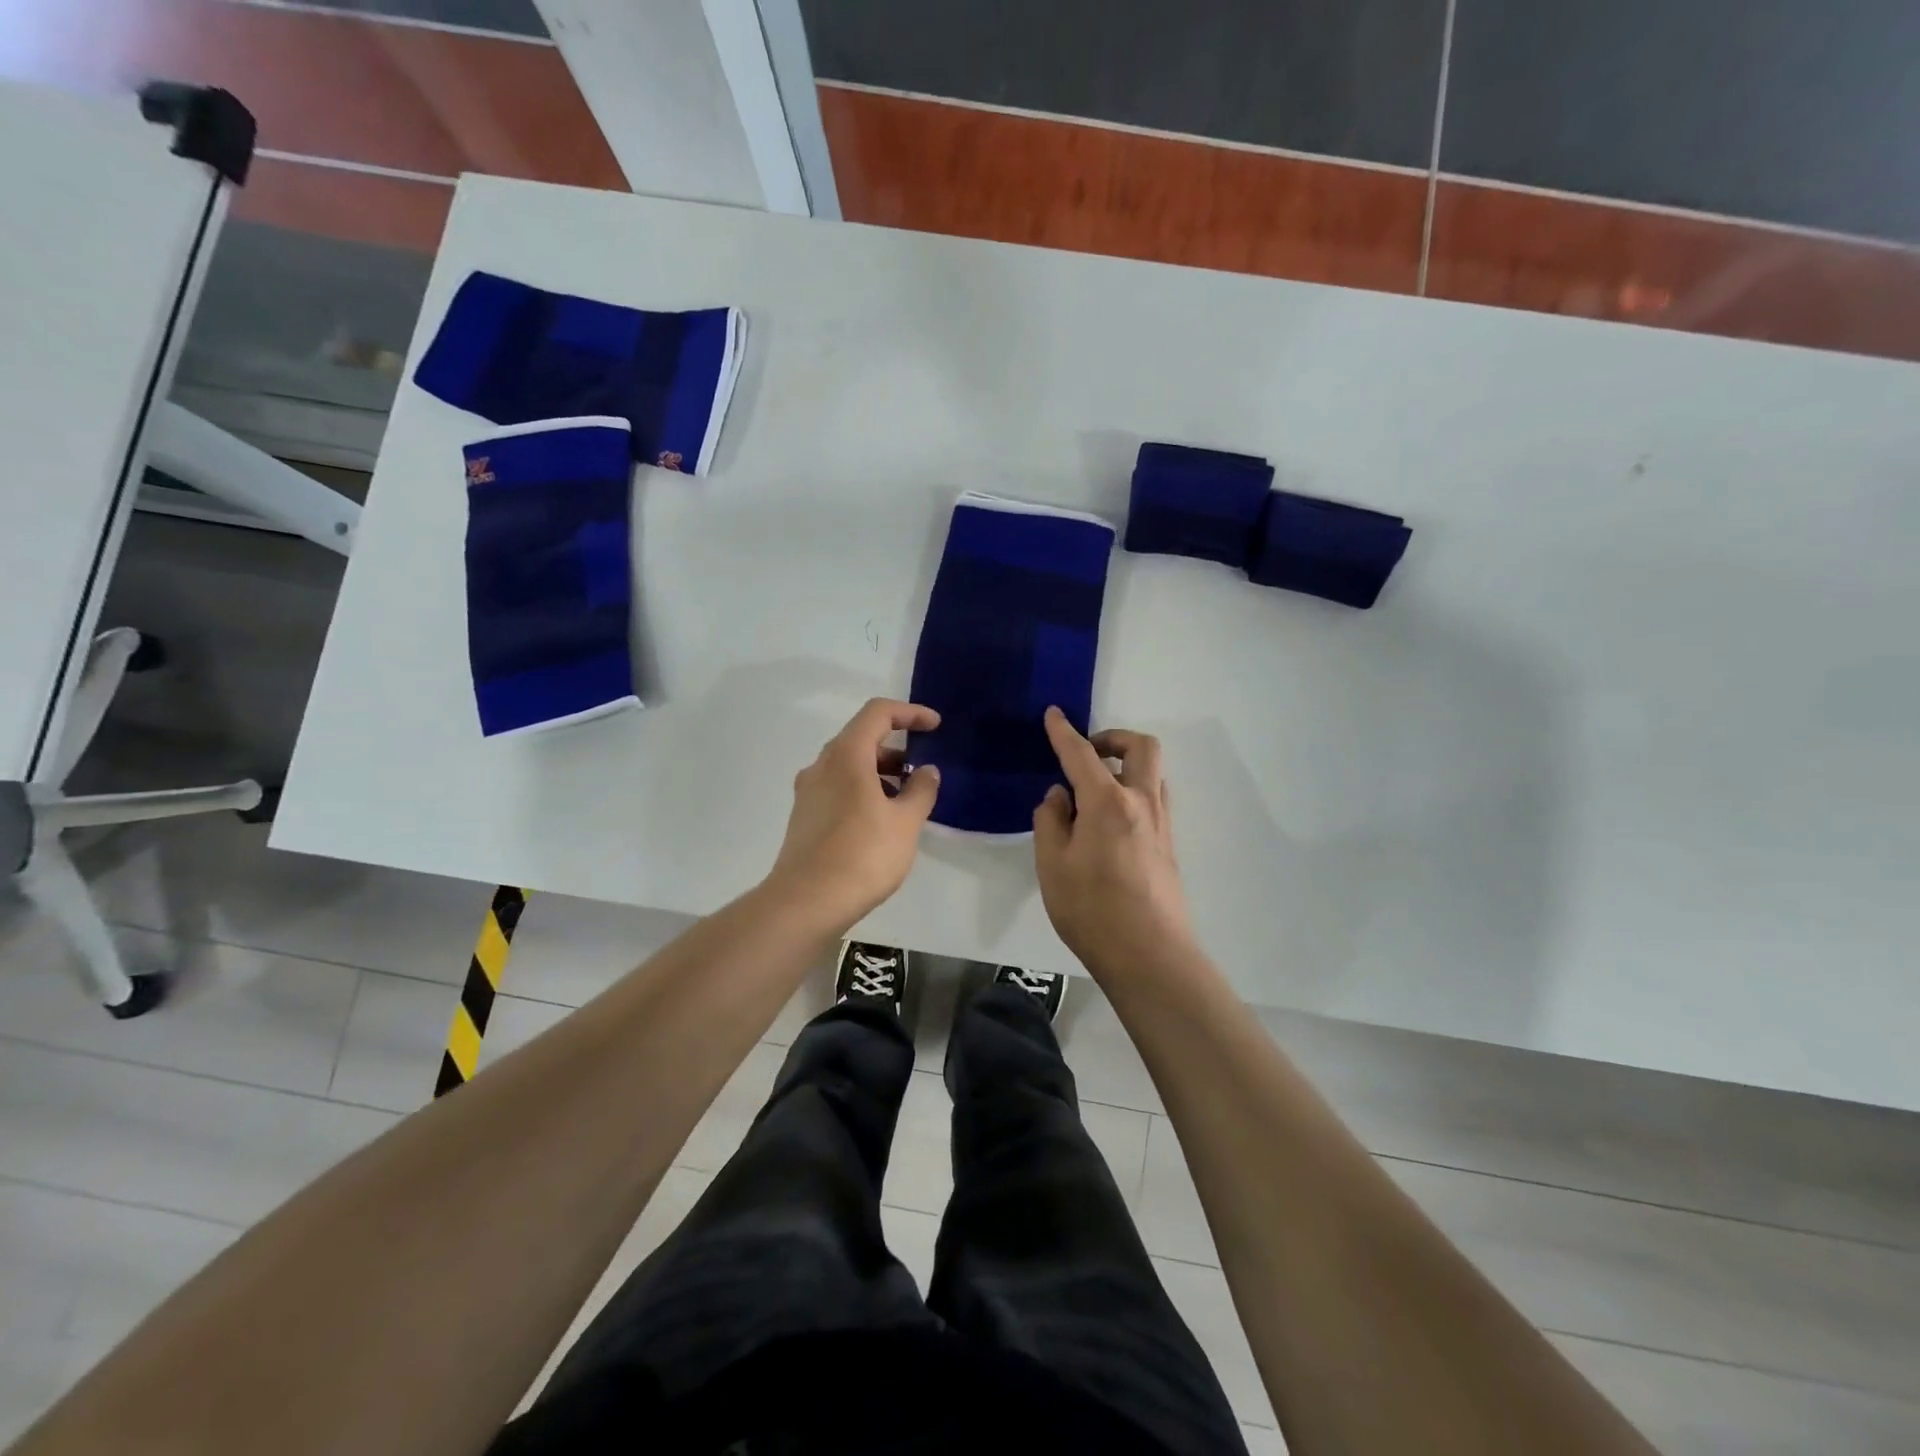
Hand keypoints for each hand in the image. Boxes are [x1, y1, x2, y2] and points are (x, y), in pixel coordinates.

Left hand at [767, 698, 941, 930]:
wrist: (806, 902)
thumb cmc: (863, 855)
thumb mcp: (905, 822)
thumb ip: (921, 790)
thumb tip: (927, 771)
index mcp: (847, 756)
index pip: (878, 713)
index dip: (910, 713)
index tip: (935, 726)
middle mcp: (822, 765)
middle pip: (861, 738)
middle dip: (896, 748)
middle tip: (922, 771)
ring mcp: (808, 791)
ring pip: (849, 766)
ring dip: (880, 773)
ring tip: (907, 801)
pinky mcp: (804, 816)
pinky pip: (838, 788)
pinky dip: (863, 790)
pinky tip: (881, 821)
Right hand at [1033, 707, 1197, 980]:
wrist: (1150, 956)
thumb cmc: (1091, 910)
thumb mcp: (1052, 866)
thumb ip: (1051, 822)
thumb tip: (1060, 797)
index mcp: (1108, 802)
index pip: (1082, 754)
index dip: (1064, 732)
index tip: (1054, 714)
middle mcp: (1142, 803)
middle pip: (1141, 747)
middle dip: (1113, 738)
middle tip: (1087, 755)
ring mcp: (1162, 824)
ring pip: (1153, 773)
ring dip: (1127, 765)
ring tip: (1095, 790)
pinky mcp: (1169, 845)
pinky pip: (1155, 798)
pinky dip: (1134, 790)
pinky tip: (1110, 821)